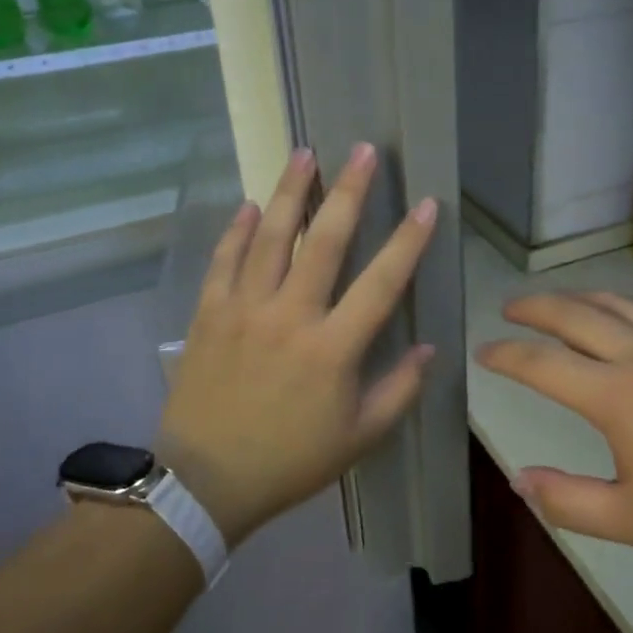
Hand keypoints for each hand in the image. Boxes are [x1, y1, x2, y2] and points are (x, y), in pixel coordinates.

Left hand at [155, 144, 438, 544]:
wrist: (205, 482)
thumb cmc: (290, 461)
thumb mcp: (359, 438)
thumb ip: (399, 390)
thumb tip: (427, 348)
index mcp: (332, 348)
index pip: (381, 282)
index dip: (408, 241)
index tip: (426, 205)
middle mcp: (290, 315)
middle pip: (323, 241)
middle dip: (348, 191)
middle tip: (362, 150)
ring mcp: (243, 310)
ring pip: (269, 237)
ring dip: (289, 192)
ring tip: (303, 154)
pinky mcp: (209, 314)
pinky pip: (223, 261)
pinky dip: (235, 231)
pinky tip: (246, 206)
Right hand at [476, 291, 632, 563]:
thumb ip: (568, 501)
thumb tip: (520, 480)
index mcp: (617, 395)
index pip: (543, 364)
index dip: (507, 355)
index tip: (484, 352)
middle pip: (574, 315)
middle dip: (534, 308)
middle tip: (509, 308)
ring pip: (616, 302)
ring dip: (577, 297)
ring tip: (557, 302)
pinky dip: (624, 303)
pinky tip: (626, 313)